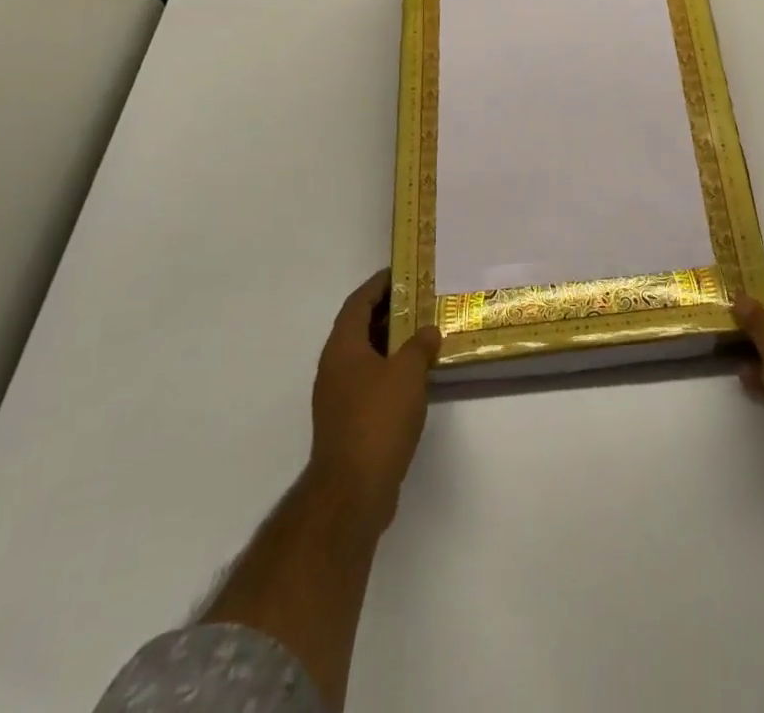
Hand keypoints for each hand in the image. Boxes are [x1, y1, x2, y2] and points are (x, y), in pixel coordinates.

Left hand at [308, 270, 441, 535]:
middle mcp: (334, 366)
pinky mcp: (348, 421)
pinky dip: (390, 370)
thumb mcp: (408, 373)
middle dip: (389, 311)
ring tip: (424, 333)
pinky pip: (370, 381)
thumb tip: (429, 330)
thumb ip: (420, 345)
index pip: (358, 302)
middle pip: (360, 327)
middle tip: (421, 300)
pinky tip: (416, 376)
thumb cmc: (378, 419)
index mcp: (343, 347)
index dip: (379, 284)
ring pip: (366, 356)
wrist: (352, 491)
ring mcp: (338, 396)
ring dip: (392, 342)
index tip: (403, 272)